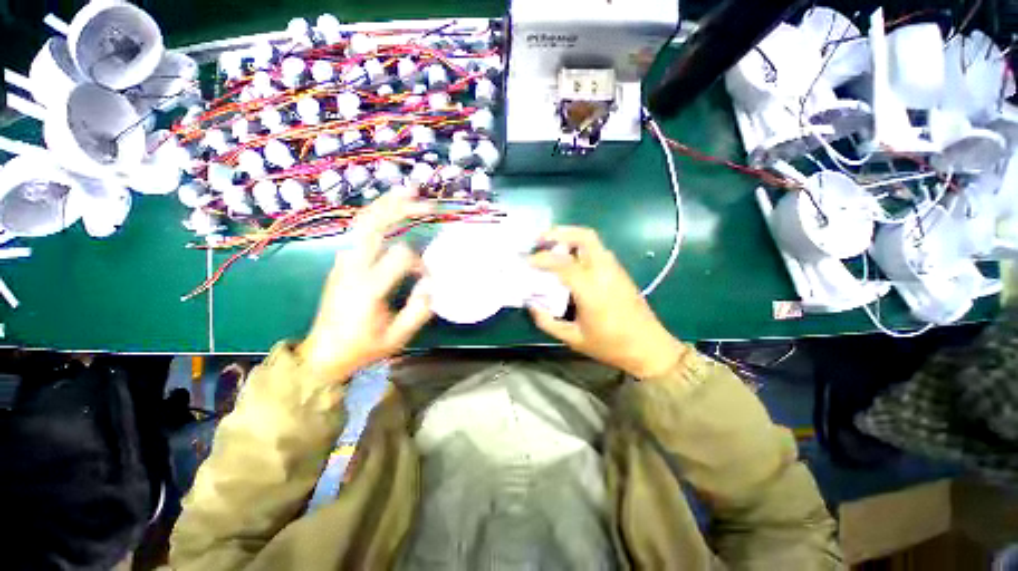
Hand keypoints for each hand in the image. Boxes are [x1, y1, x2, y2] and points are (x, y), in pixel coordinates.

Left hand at [298, 189, 433, 381]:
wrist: (323, 354)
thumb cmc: (362, 347)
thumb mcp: (397, 338)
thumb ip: (419, 310)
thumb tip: (430, 284)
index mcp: (368, 287)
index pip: (401, 256)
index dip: (421, 262)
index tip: (426, 277)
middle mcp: (352, 268)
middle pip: (372, 225)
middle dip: (398, 207)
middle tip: (421, 197)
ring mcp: (342, 262)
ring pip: (362, 223)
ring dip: (385, 204)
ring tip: (408, 191)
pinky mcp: (341, 263)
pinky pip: (359, 232)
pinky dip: (376, 216)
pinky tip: (390, 211)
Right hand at [528, 227, 687, 378]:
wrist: (649, 347)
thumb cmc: (611, 346)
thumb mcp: (574, 339)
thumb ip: (548, 322)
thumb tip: (532, 305)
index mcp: (591, 290)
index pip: (562, 263)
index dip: (541, 259)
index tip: (526, 261)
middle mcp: (604, 272)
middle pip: (583, 237)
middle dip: (559, 232)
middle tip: (540, 239)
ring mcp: (614, 269)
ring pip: (592, 240)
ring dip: (569, 237)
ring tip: (551, 245)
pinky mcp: (619, 271)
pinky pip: (597, 250)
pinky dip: (579, 246)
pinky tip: (569, 259)